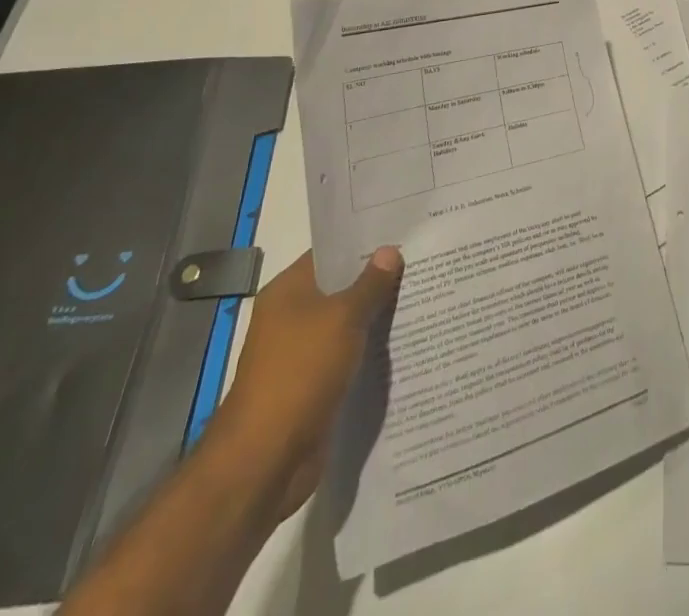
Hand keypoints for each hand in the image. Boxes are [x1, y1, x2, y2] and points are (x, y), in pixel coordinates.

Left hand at [215, 246, 402, 519]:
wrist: (267, 458)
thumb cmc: (300, 372)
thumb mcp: (342, 319)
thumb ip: (370, 284)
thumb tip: (390, 250)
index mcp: (288, 291)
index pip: (330, 253)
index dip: (363, 241)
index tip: (401, 230)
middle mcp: (292, 316)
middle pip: (341, 286)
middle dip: (377, 277)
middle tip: (421, 259)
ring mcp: (302, 352)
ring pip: (347, 322)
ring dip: (377, 314)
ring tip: (422, 293)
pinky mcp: (315, 383)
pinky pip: (349, 353)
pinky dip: (371, 347)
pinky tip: (405, 338)